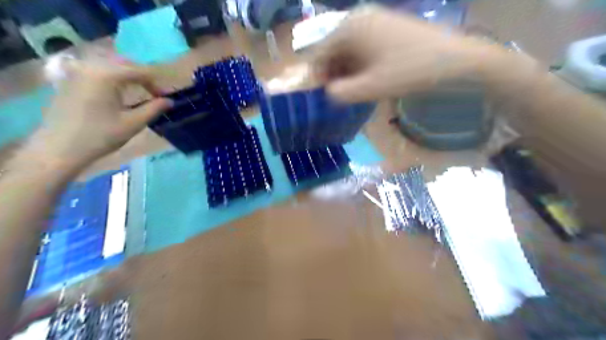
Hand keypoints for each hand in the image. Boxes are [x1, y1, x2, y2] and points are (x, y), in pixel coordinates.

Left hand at [37, 58, 171, 168]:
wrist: (60, 148)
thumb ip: (154, 109)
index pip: (140, 71)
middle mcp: (91, 66)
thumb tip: (170, 101)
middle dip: (142, 76)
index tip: (165, 98)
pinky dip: (112, 76)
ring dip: (127, 75)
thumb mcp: (133, 123)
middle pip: (124, 63)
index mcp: (107, 75)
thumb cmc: (100, 136)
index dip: (156, 83)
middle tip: (154, 93)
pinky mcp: (70, 79)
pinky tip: (117, 90)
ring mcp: (77, 71)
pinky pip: (96, 70)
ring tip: (138, 90)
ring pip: (109, 64)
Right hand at [312, 7, 502, 101]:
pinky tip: (369, 78)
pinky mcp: (386, 26)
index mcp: (350, 27)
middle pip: (334, 49)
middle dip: (334, 74)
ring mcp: (374, 19)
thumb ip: (341, 93)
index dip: (318, 76)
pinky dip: (360, 64)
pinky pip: (363, 46)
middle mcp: (358, 17)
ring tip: (356, 89)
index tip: (323, 96)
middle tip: (342, 95)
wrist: (455, 60)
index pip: (320, 53)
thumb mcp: (371, 87)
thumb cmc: (409, 72)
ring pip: (348, 49)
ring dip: (347, 70)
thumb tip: (327, 92)